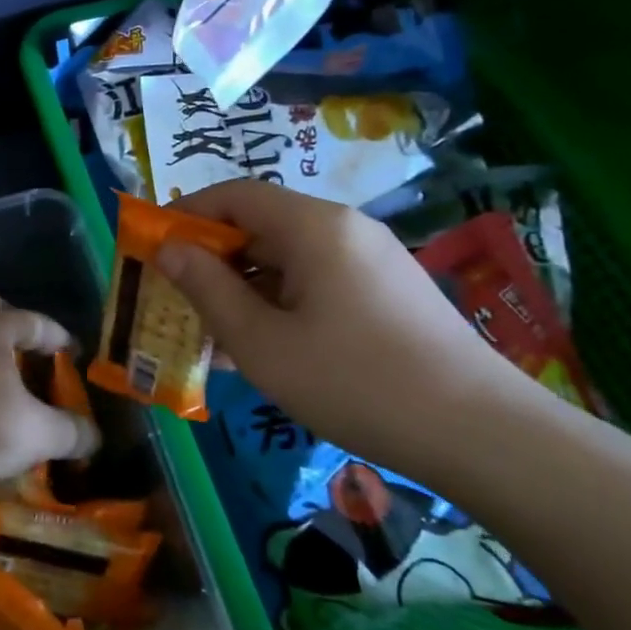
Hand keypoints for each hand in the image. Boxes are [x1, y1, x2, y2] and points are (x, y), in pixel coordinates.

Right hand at [156, 180, 533, 482]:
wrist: (480, 434)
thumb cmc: (353, 380)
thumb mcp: (261, 341)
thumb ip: (207, 288)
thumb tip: (169, 249)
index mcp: (313, 226)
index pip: (233, 195)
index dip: (185, 214)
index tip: (150, 247)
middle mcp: (343, 230)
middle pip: (260, 226)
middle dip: (210, 259)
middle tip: (174, 298)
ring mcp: (369, 262)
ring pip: (285, 260)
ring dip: (241, 289)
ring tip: (208, 333)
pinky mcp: (385, 294)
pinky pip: (314, 285)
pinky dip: (277, 305)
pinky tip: (259, 350)